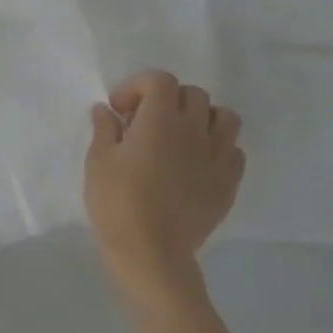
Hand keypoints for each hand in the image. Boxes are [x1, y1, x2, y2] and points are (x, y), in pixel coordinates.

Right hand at [84, 69, 243, 305]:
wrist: (151, 253)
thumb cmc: (117, 202)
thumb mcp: (98, 161)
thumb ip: (104, 129)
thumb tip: (106, 110)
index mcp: (160, 120)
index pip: (160, 80)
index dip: (138, 86)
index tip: (120, 110)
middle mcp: (194, 130)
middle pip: (193, 94)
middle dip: (168, 99)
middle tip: (146, 123)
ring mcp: (216, 156)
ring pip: (224, 117)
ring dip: (202, 118)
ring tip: (181, 136)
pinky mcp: (228, 183)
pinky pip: (234, 151)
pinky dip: (217, 147)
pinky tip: (197, 162)